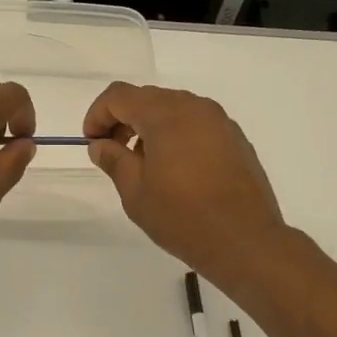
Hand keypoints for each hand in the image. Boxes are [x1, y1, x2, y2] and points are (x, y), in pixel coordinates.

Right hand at [83, 82, 287, 284]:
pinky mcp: (236, 139)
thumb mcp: (135, 192)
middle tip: (113, 152)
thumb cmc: (181, 216)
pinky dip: (177, 136)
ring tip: (144, 164)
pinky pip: (197, 125)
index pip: (119, 96)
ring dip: (151, 127)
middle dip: (123, 119)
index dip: (98, 114)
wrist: (244, 240)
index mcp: (165, 114)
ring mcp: (220, 121)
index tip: (92, 142)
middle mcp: (194, 107)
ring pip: (174, 109)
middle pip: (148, 98)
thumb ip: (113, 160)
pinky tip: (175, 170)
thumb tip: (100, 145)